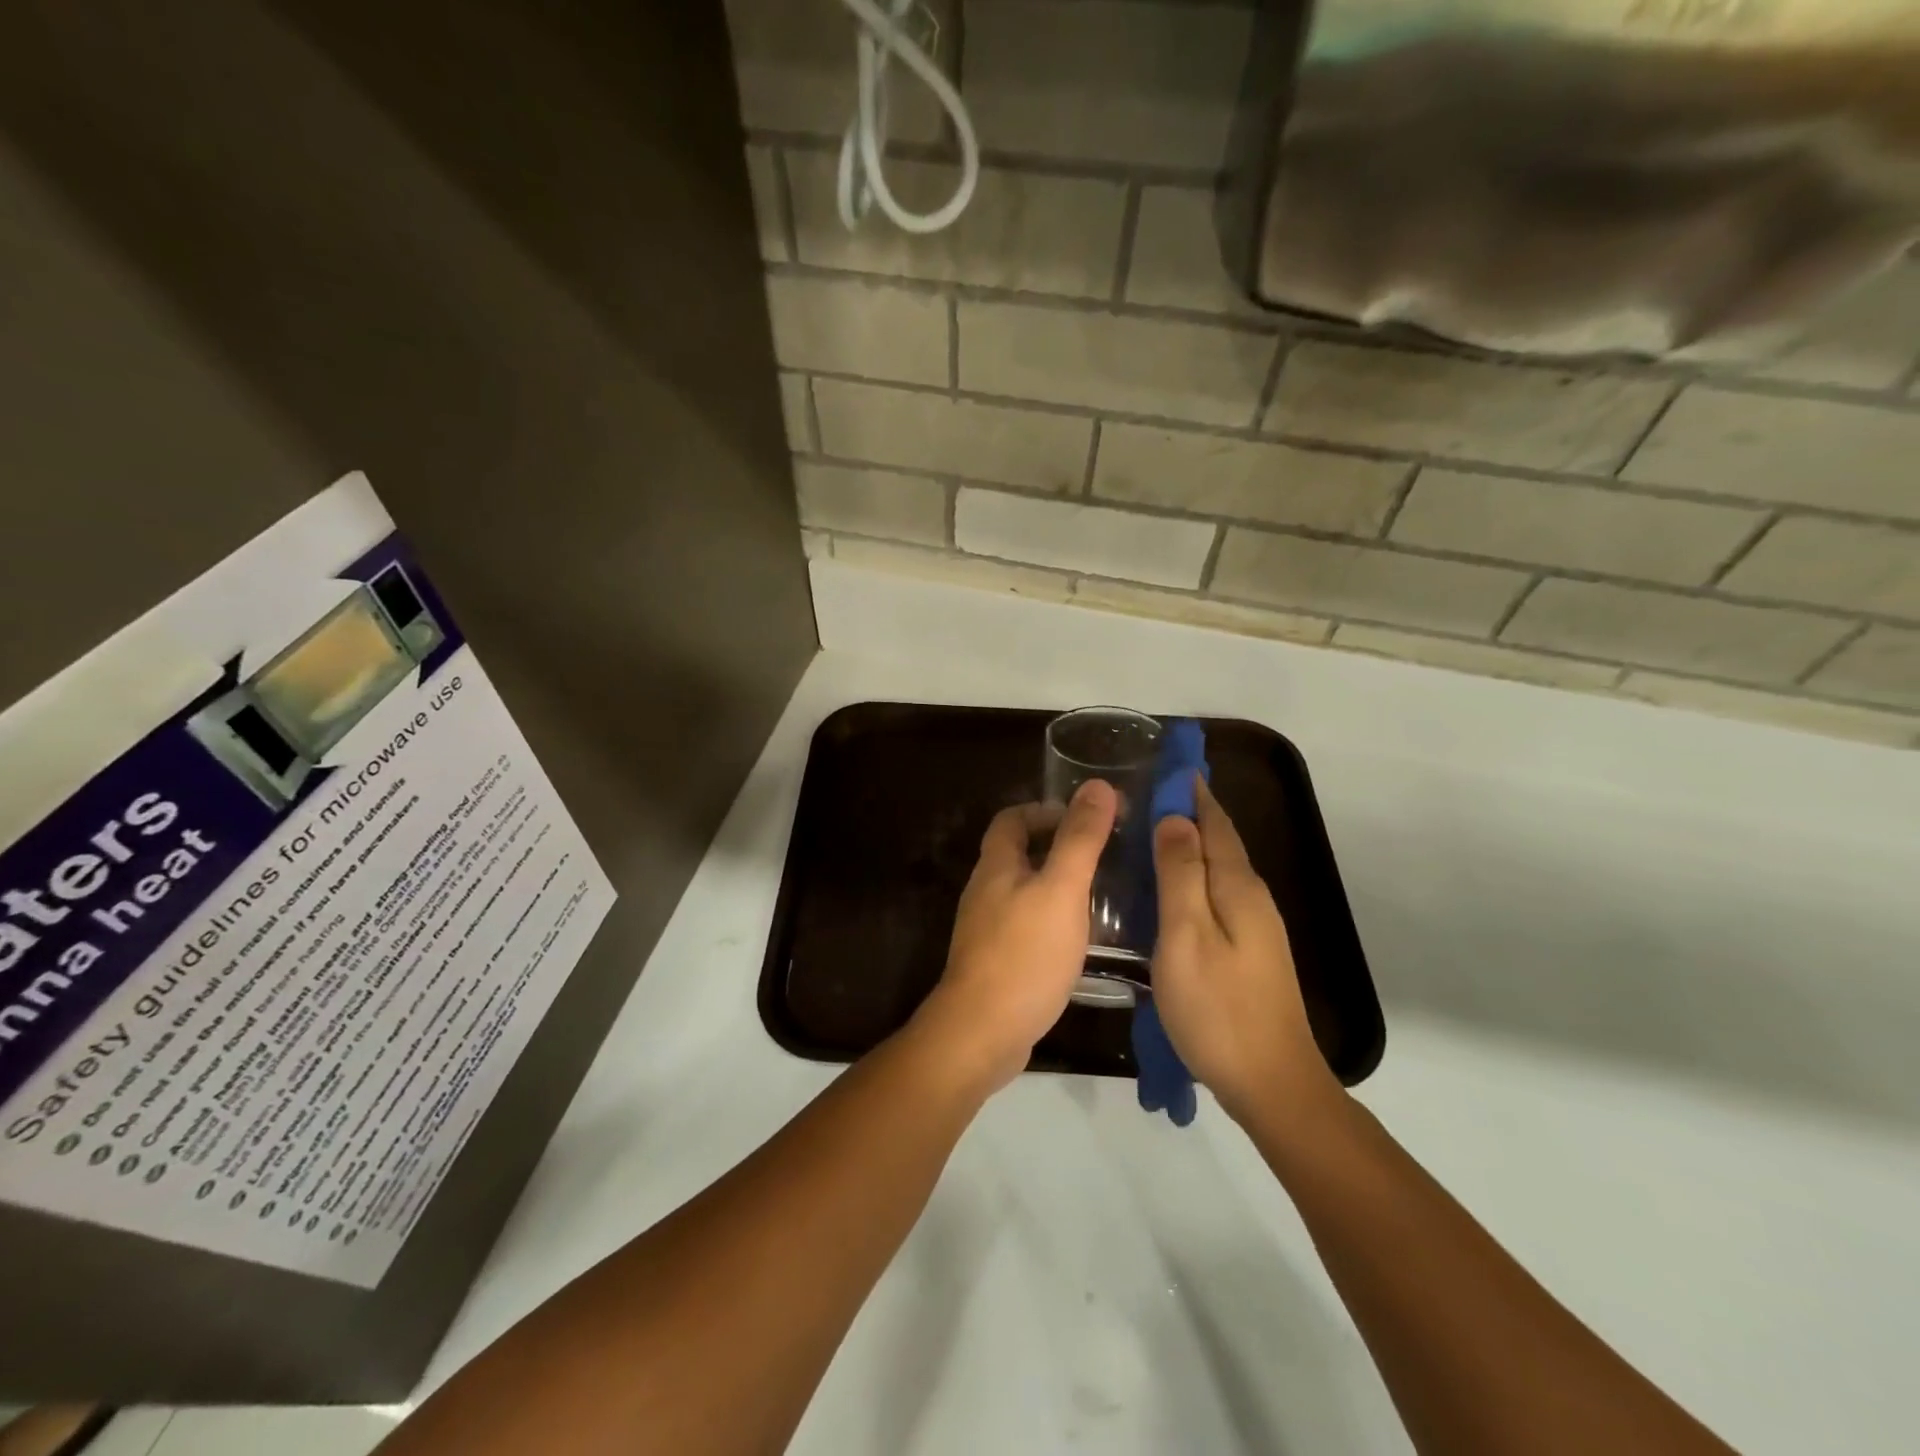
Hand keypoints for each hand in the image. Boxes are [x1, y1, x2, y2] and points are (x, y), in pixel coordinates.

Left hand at [918, 780, 1118, 1089]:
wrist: (983, 1031)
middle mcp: (985, 891)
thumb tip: (1098, 785)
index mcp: (996, 866)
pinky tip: (1081, 937)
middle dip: (1058, 846)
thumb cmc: (1025, 953)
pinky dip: (1053, 918)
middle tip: (1104, 854)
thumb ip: (1080, 839)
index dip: (1046, 810)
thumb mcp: (1061, 889)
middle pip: (1019, 853)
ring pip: (1025, 890)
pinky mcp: (997, 960)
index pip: (1012, 818)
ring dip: (1058, 884)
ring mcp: (987, 928)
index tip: (1086, 819)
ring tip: (1102, 893)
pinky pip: (1027, 924)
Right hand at [1150, 778, 1336, 1123]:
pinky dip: (1191, 877)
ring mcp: (1254, 927)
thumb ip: (1181, 874)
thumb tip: (1176, 817)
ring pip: (1218, 870)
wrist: (1271, 1083)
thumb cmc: (1218, 1007)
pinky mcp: (1248, 951)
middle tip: (1146, 792)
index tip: (1167, 761)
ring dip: (1189, 844)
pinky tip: (1168, 888)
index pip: (1214, 821)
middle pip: (1220, 841)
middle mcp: (1252, 898)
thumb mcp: (1187, 935)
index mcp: (1238, 887)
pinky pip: (1215, 895)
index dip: (1192, 790)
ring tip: (1150, 831)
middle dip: (1190, 812)